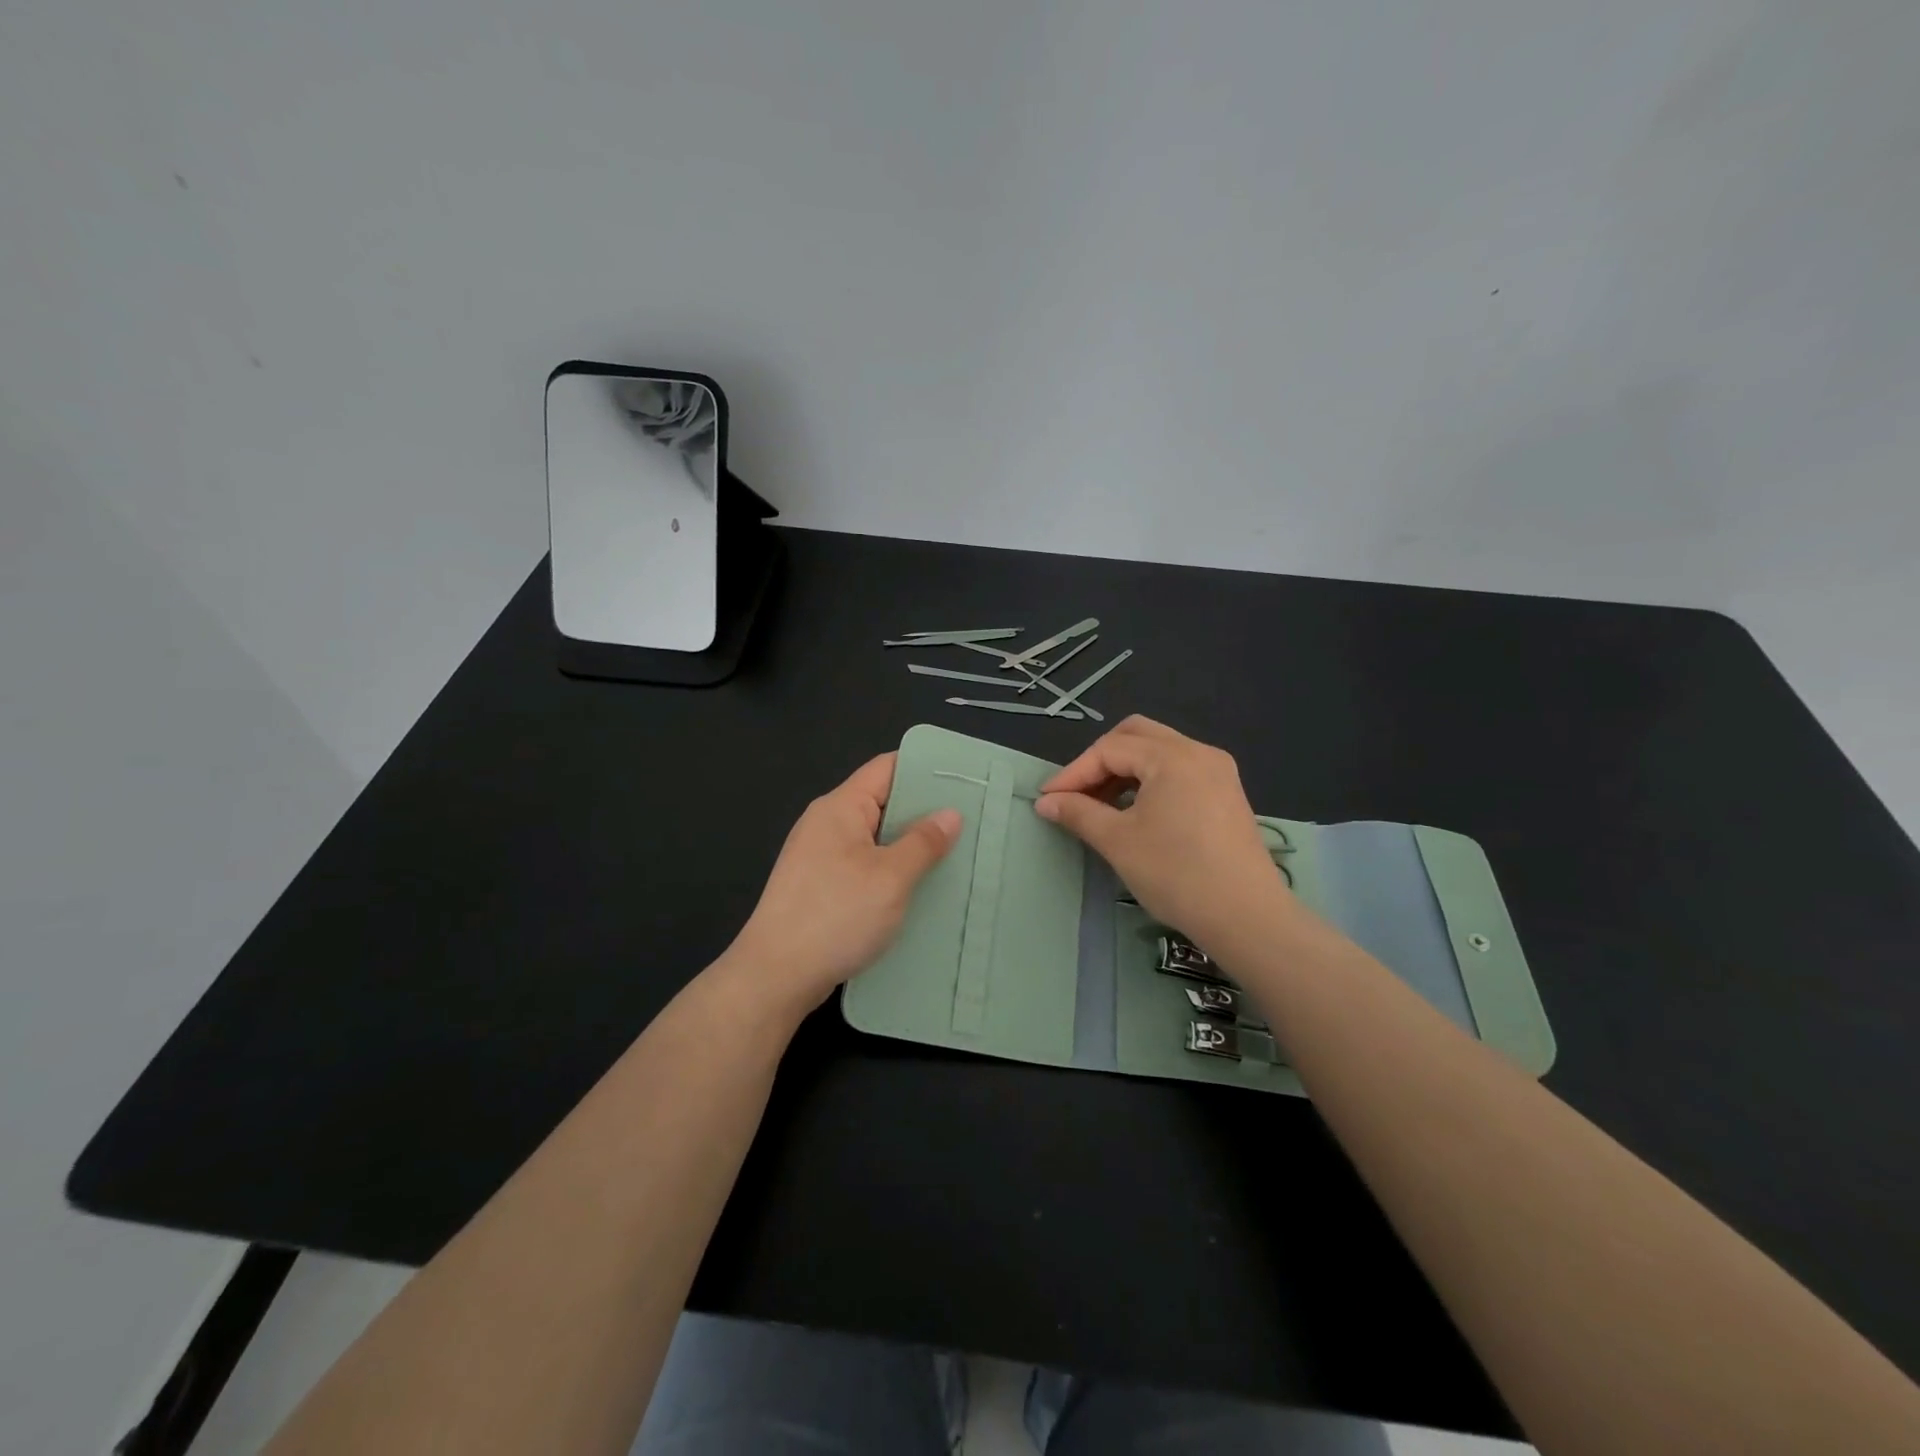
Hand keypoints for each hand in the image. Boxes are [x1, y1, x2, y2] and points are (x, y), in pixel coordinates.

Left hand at [724, 753, 960, 1019]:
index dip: (924, 769)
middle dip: (923, 811)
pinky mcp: (819, 887)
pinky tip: (917, 888)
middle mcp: (826, 823)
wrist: (775, 976)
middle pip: (881, 801)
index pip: (886, 768)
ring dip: (908, 845)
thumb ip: (923, 842)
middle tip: (969, 821)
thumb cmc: (835, 917)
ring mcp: (819, 856)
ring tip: (952, 854)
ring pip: (874, 838)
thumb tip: (950, 813)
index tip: (963, 780)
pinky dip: (890, 870)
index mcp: (840, 807)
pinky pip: (863, 865)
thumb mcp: (890, 878)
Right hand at [1035, 716, 1290, 951]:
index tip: (1047, 799)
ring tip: (1100, 804)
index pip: (1110, 749)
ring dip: (1125, 769)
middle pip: (1137, 735)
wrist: (1246, 917)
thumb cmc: (1176, 874)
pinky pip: (1179, 769)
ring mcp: (1218, 771)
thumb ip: (1078, 813)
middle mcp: (1199, 752)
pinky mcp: (1227, 794)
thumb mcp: (1118, 841)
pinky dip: (1150, 780)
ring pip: (1159, 751)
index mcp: (1172, 757)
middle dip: (1100, 759)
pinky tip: (1136, 811)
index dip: (1073, 772)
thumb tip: (1046, 802)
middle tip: (1076, 792)